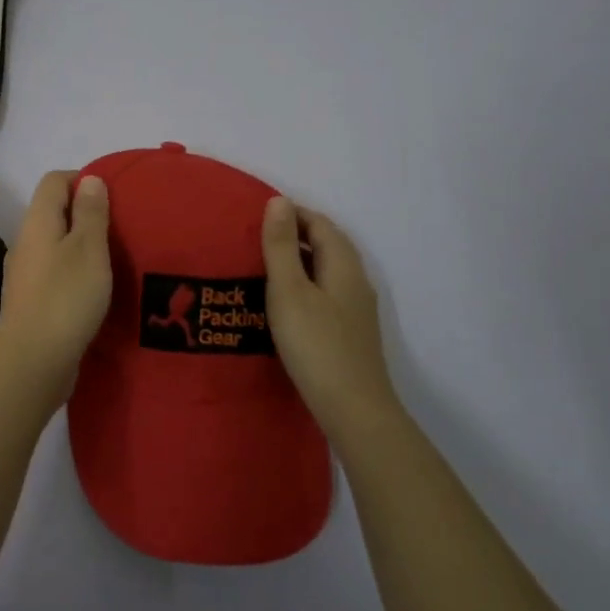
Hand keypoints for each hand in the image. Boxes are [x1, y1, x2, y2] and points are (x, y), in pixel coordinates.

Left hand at [0, 171, 112, 397]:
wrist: (32, 363)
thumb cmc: (65, 298)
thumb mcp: (88, 248)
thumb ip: (90, 213)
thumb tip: (89, 179)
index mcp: (37, 222)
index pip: (54, 181)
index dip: (83, 179)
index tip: (114, 196)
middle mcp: (26, 243)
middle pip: (54, 213)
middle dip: (86, 214)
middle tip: (121, 227)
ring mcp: (26, 275)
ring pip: (56, 245)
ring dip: (82, 246)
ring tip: (115, 258)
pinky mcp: (32, 303)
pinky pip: (56, 274)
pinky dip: (76, 273)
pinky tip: (97, 290)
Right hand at [262, 197, 397, 435]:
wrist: (353, 409)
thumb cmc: (316, 345)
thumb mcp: (289, 290)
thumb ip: (282, 246)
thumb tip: (279, 201)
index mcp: (343, 265)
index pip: (320, 224)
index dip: (291, 214)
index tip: (256, 217)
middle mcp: (355, 281)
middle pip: (326, 245)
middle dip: (294, 235)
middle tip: (254, 240)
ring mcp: (356, 309)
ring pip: (325, 271)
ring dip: (297, 262)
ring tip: (261, 268)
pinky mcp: (350, 332)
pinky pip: (325, 294)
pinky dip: (303, 286)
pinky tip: (282, 304)